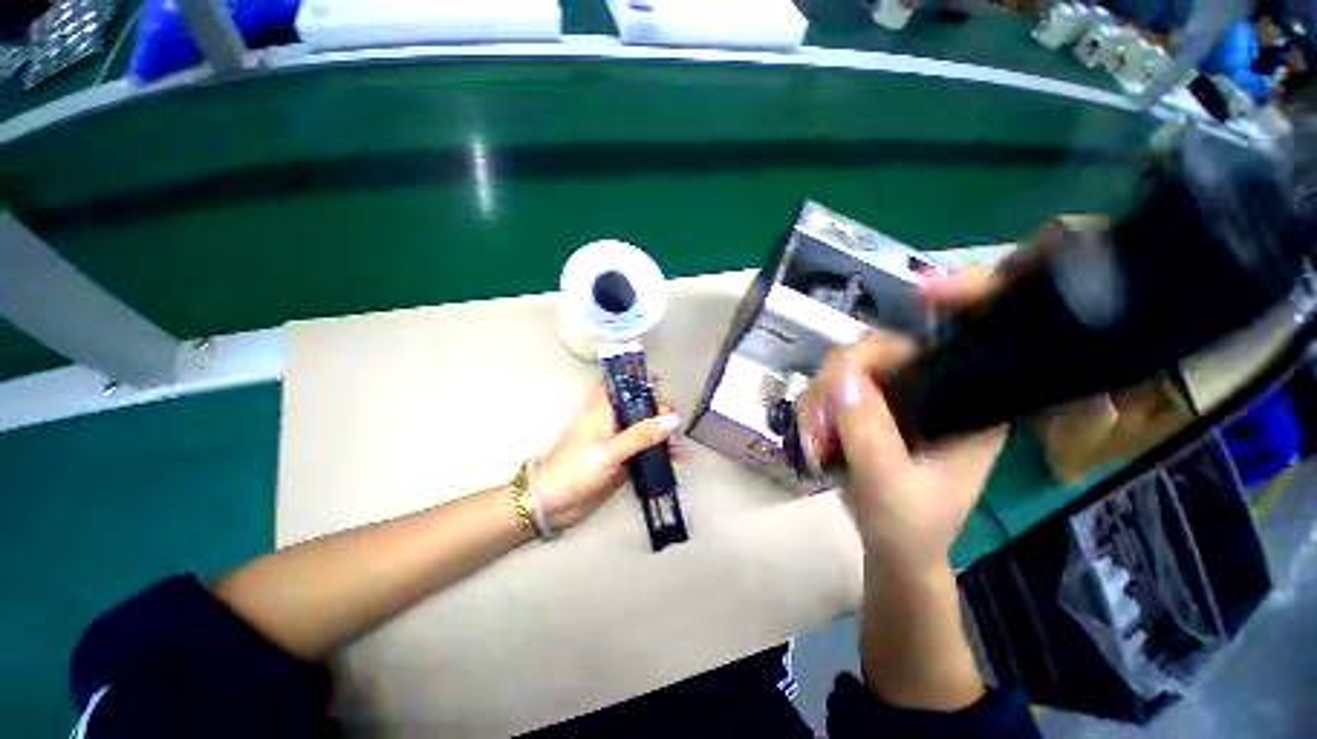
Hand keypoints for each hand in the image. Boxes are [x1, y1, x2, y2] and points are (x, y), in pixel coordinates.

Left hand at [533, 384, 679, 530]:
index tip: (659, 378)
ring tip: (678, 440)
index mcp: (602, 410)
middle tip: (672, 419)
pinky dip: (661, 452)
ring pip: (645, 428)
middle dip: (657, 408)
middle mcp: (612, 422)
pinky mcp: (623, 461)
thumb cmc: (575, 469)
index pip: (618, 384)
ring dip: (662, 431)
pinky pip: (646, 451)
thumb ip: (641, 435)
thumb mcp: (609, 451)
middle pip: (638, 405)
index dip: (636, 377)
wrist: (553, 504)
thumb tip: (673, 419)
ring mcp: (618, 442)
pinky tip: (680, 458)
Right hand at [806, 335, 1005, 576]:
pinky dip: (813, 414)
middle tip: (820, 428)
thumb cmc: (907, 527)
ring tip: (817, 445)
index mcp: (962, 403)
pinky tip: (816, 442)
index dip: (872, 354)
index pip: (919, 349)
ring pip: (841, 372)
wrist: (894, 553)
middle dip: (833, 387)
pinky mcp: (868, 411)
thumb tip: (839, 374)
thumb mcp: (888, 482)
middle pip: (870, 354)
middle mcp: (930, 390)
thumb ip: (867, 430)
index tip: (837, 384)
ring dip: (818, 405)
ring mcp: (895, 400)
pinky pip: (828, 392)